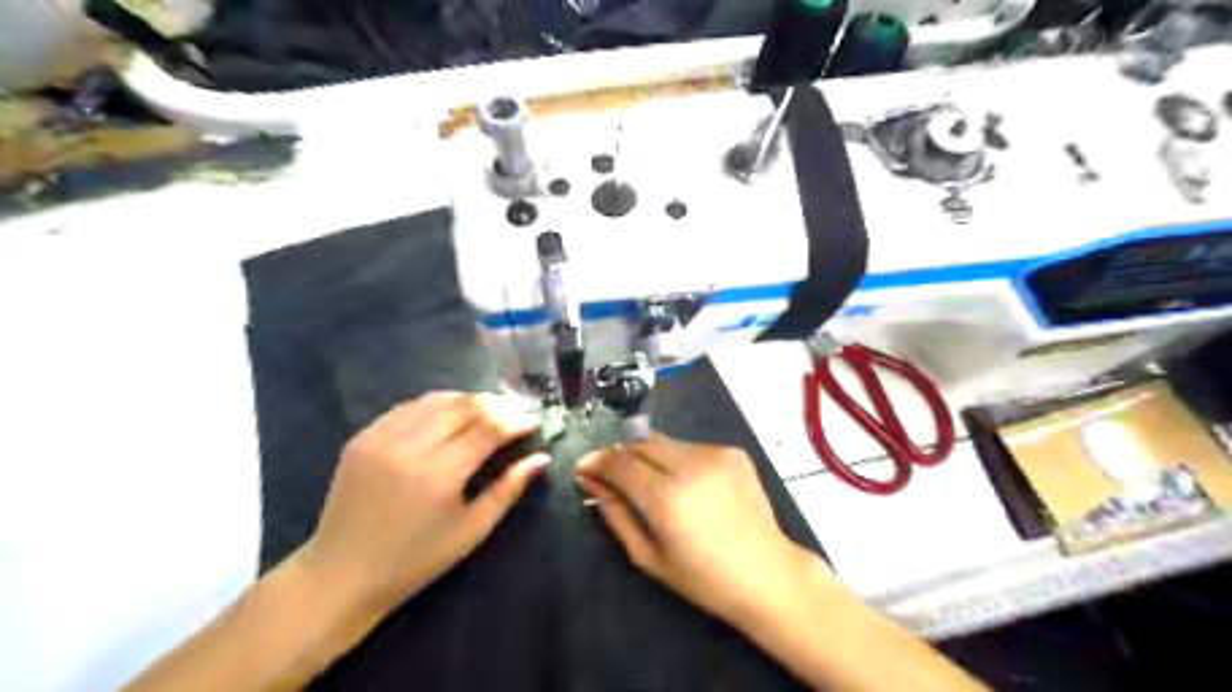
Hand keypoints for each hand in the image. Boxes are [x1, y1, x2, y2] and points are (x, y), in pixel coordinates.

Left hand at [296, 391, 548, 617]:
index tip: (532, 422)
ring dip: (467, 400)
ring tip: (486, 410)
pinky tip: (447, 415)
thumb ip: (507, 490)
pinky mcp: (362, 438)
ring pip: (435, 400)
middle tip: (514, 412)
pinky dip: (434, 405)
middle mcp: (410, 447)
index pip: (488, 429)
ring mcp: (381, 438)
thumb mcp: (471, 531)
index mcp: (440, 474)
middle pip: (463, 406)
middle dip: (495, 405)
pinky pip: (407, 408)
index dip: (515, 421)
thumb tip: (541, 458)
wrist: (341, 575)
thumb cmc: (415, 560)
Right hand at [576, 439, 827, 625]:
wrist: (768, 573)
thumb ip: (616, 514)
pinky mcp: (733, 451)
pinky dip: (678, 460)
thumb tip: (591, 483)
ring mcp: (715, 454)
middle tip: (614, 475)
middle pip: (641, 443)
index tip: (584, 467)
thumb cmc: (704, 578)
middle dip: (622, 455)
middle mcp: (691, 466)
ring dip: (649, 456)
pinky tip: (687, 485)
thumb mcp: (649, 556)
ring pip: (665, 442)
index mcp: (667, 498)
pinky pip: (690, 447)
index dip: (598, 462)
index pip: (620, 463)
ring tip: (653, 483)